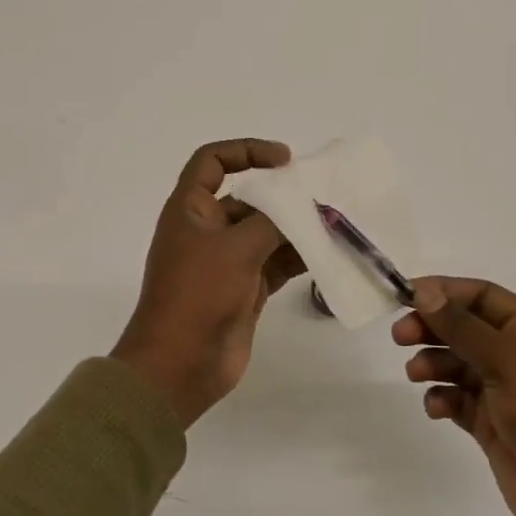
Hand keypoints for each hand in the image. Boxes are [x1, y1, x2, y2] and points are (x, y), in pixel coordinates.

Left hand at [111, 140, 306, 426]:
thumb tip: (304, 208)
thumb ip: (272, 221)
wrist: (180, 365)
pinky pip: (275, 264)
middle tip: (324, 197)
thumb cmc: (198, 295)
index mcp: (190, 210)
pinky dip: (299, 258)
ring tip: (336, 225)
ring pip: (266, 233)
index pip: (212, 162)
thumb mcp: (235, 248)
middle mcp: (207, 230)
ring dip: (297, 229)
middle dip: (284, 196)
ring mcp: (226, 262)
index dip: (246, 151)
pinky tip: (328, 254)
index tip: (284, 159)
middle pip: (248, 199)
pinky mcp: (244, 290)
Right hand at [393, 277, 515, 515]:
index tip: (407, 296)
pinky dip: (443, 399)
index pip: (484, 297)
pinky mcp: (494, 427)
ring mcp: (507, 394)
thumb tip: (424, 291)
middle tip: (399, 336)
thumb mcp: (509, 361)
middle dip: (432, 328)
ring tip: (415, 374)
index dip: (446, 291)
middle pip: (466, 329)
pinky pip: (459, 402)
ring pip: (458, 366)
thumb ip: (462, 327)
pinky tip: (436, 408)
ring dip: (433, 363)